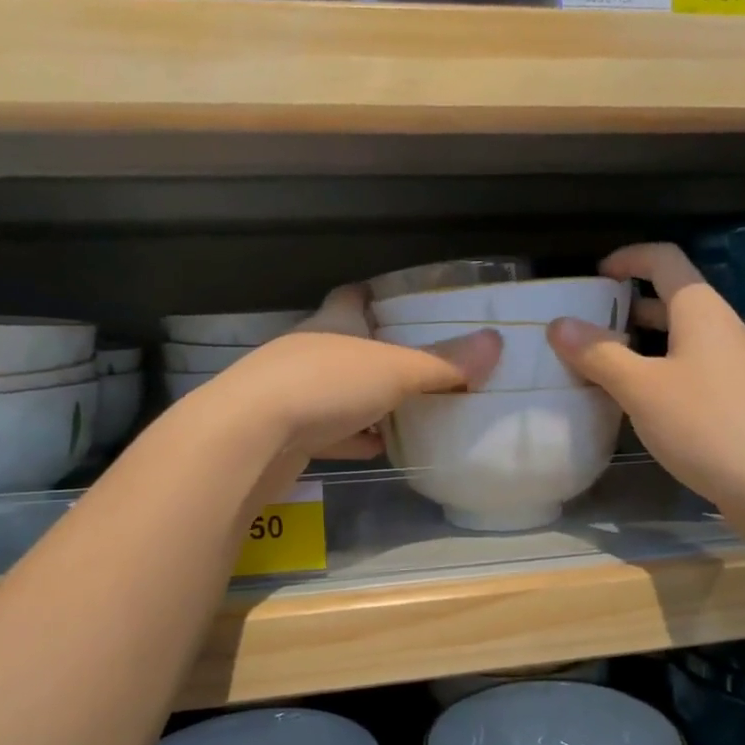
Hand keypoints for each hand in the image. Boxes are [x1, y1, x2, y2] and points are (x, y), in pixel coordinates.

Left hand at [217, 283, 501, 462]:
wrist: (248, 438)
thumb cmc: (325, 385)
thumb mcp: (395, 370)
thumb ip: (443, 362)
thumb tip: (495, 343)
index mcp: (333, 322)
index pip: (353, 296)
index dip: (377, 296)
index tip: (404, 303)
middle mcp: (309, 349)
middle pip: (348, 344)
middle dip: (379, 353)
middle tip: (420, 365)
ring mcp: (291, 391)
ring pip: (336, 390)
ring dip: (365, 399)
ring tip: (405, 409)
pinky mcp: (284, 432)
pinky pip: (326, 431)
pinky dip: (350, 437)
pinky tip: (373, 448)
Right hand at [545, 243, 744, 507]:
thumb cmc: (704, 424)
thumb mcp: (640, 388)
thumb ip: (598, 354)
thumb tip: (559, 325)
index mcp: (702, 311)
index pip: (665, 259)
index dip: (628, 258)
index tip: (596, 277)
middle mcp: (725, 328)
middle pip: (674, 299)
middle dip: (629, 308)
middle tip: (591, 329)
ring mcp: (739, 363)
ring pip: (685, 337)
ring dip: (645, 343)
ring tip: (608, 367)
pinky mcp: (744, 397)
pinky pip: (697, 367)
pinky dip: (665, 370)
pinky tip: (645, 403)